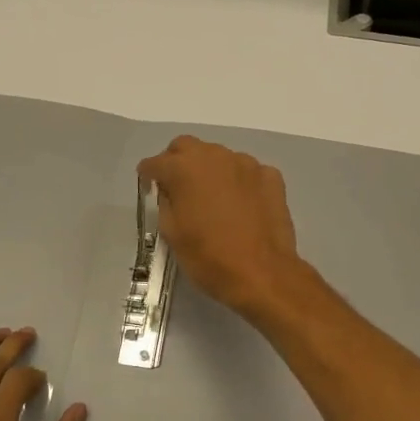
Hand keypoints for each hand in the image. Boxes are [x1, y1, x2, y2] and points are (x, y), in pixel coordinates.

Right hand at [136, 136, 309, 321]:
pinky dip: (238, 182)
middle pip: (187, 147)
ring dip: (210, 170)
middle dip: (177, 162)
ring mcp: (246, 164)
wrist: (263, 274)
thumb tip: (170, 190)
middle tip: (177, 187)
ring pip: (219, 156)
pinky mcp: (271, 176)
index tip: (148, 189)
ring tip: (212, 198)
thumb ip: (165, 202)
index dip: (148, 175)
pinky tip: (241, 205)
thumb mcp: (172, 233)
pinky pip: (247, 171)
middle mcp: (215, 156)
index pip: (156, 162)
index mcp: (184, 168)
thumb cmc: (209, 257)